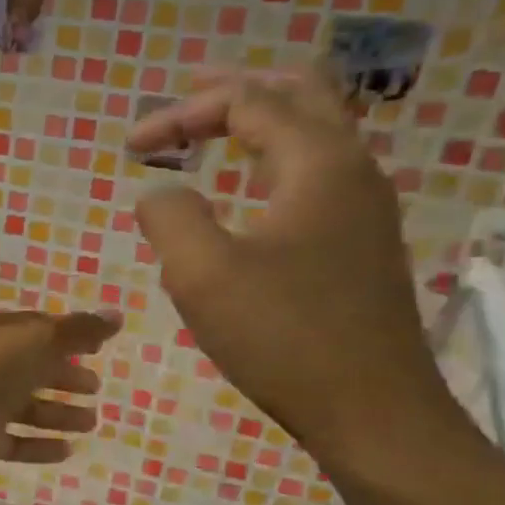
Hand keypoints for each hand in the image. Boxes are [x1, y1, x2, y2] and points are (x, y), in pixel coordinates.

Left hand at [0, 310, 120, 478]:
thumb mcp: (35, 343)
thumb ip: (77, 331)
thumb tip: (117, 315)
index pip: (36, 329)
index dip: (66, 336)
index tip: (96, 348)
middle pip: (32, 369)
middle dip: (63, 376)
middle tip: (95, 387)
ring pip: (26, 407)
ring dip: (58, 413)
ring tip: (91, 422)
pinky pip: (15, 442)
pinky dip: (39, 445)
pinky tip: (67, 450)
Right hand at [127, 66, 466, 474]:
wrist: (373, 411)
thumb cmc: (284, 336)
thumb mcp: (202, 273)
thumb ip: (169, 216)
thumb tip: (160, 192)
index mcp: (318, 162)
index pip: (247, 102)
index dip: (181, 113)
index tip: (131, 147)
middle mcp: (352, 169)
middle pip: (300, 94)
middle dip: (236, 92)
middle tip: (187, 100)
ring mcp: (365, 208)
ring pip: (316, 133)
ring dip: (261, 123)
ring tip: (214, 132)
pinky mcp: (361, 244)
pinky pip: (317, 174)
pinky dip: (276, 160)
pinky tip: (251, 190)